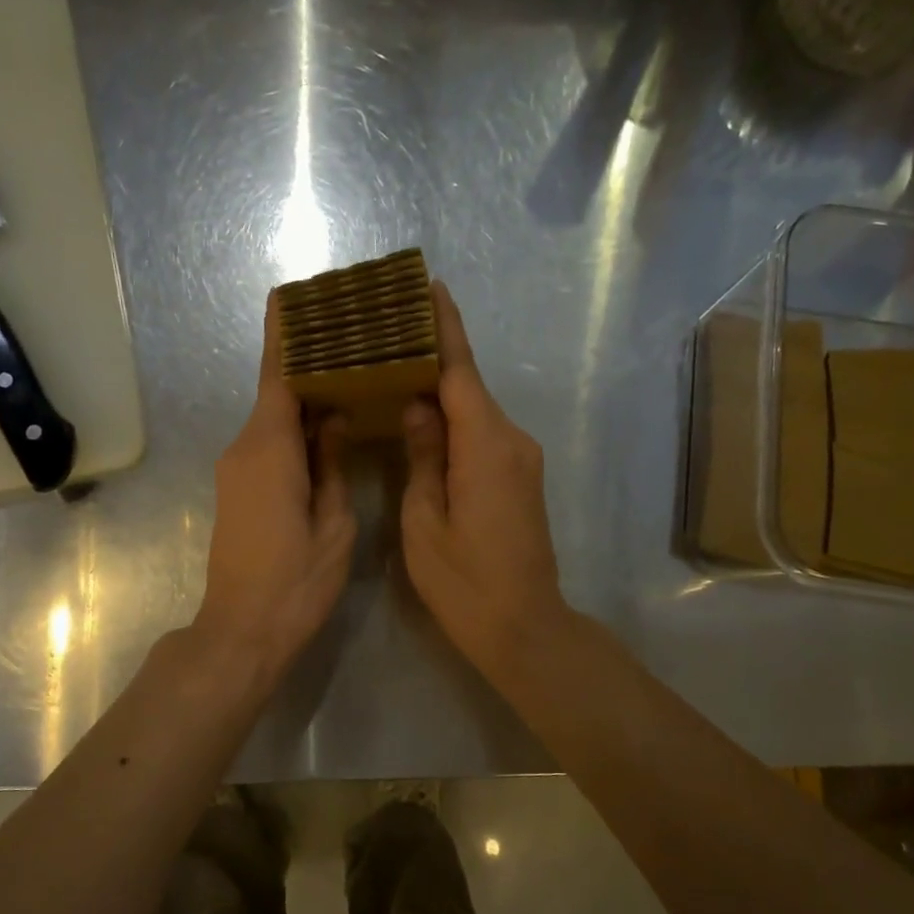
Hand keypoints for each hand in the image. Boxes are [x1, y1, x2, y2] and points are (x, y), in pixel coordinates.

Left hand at [193, 292, 355, 685]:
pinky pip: (267, 444)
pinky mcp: (236, 490)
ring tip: (348, 376)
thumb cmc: (296, 583)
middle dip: (306, 363)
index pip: (277, 376)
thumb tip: (331, 418)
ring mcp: (235, 470)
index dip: (284, 335)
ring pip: (272, 420)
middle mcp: (244, 449)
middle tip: (349, 338)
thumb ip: (332, 464)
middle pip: (276, 393)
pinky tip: (326, 427)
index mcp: (269, 450)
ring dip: (303, 399)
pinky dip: (294, 429)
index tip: (290, 296)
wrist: (242, 631)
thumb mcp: (333, 524)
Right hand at [402, 281, 567, 682]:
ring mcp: (520, 460)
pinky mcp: (519, 478)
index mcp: (485, 446)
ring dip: (441, 390)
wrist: (524, 627)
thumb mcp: (425, 522)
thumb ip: (422, 457)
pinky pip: (481, 435)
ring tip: (396, 369)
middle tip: (389, 331)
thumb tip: (418, 407)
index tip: (429, 286)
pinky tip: (422, 418)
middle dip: (433, 355)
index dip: (444, 327)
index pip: (461, 371)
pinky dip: (453, 420)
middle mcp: (511, 441)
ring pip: (474, 411)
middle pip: (469, 386)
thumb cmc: (465, 583)